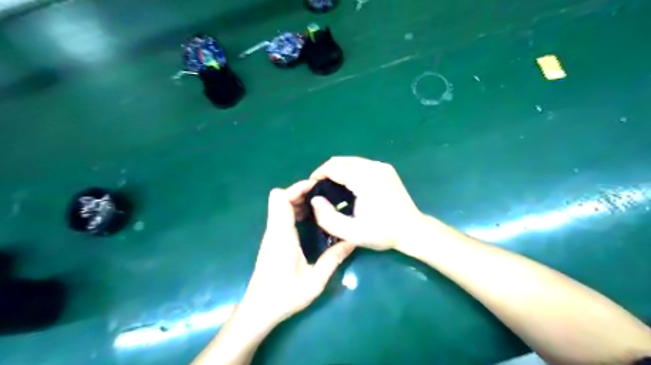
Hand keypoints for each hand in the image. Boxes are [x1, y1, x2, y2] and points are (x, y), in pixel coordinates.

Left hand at [239, 181, 353, 326]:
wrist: (258, 310)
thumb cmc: (284, 296)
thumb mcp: (315, 281)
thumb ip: (333, 259)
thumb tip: (352, 241)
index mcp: (281, 235)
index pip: (281, 198)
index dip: (297, 188)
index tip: (318, 187)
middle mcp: (274, 230)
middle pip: (280, 198)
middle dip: (301, 192)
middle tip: (324, 197)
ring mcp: (271, 235)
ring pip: (280, 206)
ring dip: (299, 201)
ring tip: (321, 206)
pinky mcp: (273, 240)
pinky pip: (282, 216)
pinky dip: (296, 212)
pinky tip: (312, 221)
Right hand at [309, 156, 425, 252]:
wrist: (412, 230)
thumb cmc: (382, 233)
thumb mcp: (352, 232)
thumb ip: (328, 218)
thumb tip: (315, 200)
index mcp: (364, 179)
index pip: (333, 167)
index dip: (318, 175)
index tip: (311, 188)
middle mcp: (373, 167)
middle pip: (341, 160)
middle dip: (327, 171)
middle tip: (320, 189)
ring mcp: (381, 166)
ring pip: (351, 160)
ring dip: (338, 170)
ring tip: (333, 188)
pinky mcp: (386, 169)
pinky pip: (361, 164)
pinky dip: (350, 171)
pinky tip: (350, 186)